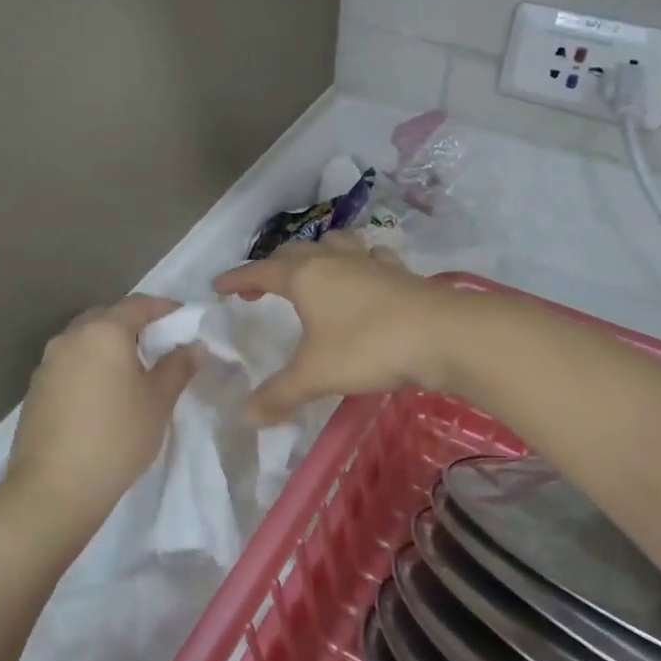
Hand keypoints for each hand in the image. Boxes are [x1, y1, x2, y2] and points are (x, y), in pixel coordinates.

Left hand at [3, 295, 197, 541]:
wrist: (55, 487)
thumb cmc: (117, 437)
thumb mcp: (158, 401)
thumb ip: (177, 367)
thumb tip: (193, 347)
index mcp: (103, 331)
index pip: (139, 304)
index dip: (165, 308)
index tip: (185, 319)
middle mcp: (71, 337)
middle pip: (107, 317)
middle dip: (135, 325)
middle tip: (160, 345)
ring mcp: (48, 362)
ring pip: (85, 340)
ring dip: (110, 346)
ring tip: (133, 371)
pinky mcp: (36, 388)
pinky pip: (70, 363)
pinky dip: (91, 366)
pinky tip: (104, 393)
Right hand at [215, 234, 457, 424]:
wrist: (442, 334)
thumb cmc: (367, 347)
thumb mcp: (315, 374)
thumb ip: (278, 394)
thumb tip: (244, 415)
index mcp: (305, 276)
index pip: (260, 271)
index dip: (237, 278)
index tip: (219, 286)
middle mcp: (334, 260)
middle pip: (295, 253)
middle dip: (272, 267)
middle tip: (260, 287)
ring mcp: (369, 263)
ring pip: (335, 245)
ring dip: (317, 255)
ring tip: (313, 272)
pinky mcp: (399, 273)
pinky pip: (370, 259)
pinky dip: (358, 265)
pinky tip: (365, 278)